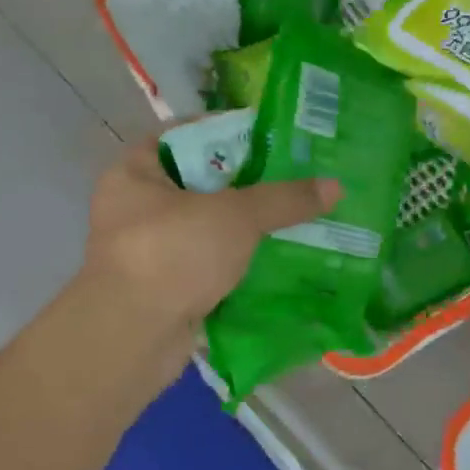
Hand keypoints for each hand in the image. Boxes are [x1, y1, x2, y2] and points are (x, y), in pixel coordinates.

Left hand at [80, 138, 338, 342]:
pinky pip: (211, 264)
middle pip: (202, 183)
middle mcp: (136, 207)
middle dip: (249, 184)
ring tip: (297, 218)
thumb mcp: (236, 215)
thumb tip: (335, 186)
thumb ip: (284, 199)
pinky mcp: (166, 288)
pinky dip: (240, 263)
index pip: (186, 136)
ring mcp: (149, 251)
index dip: (229, 132)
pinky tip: (280, 259)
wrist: (134, 337)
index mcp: (135, 172)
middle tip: (295, 178)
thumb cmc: (174, 252)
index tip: (272, 138)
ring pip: (209, 227)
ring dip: (248, 228)